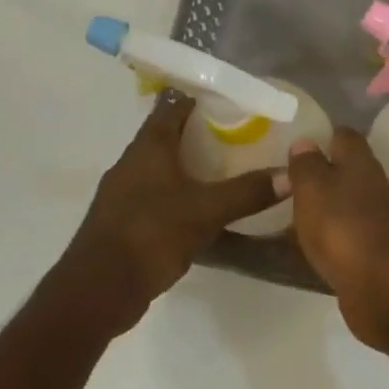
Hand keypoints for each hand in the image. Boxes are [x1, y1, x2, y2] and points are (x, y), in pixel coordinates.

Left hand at [65, 97, 279, 328]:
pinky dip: (179, 192)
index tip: (231, 99)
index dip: (200, 98)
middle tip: (239, 134)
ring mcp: (124, 192)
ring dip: (189, 164)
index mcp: (149, 147)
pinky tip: (201, 207)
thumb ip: (247, 192)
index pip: (174, 106)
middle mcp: (132, 162)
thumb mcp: (206, 211)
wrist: (98, 289)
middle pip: (167, 135)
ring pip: (162, 166)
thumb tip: (291, 176)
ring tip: (226, 168)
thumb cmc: (150, 234)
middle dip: (200, 132)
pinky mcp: (123, 220)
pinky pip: (156, 194)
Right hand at [283, 129, 388, 350]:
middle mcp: (372, 187)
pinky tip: (300, 249)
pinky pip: (342, 239)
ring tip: (283, 216)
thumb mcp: (313, 187)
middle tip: (280, 183)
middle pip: (344, 172)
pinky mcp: (371, 255)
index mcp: (360, 163)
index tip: (294, 146)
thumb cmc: (343, 226)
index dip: (321, 136)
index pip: (343, 136)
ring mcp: (375, 223)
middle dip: (317, 176)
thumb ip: (306, 164)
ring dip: (320, 210)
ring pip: (342, 207)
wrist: (385, 288)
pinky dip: (324, 241)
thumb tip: (305, 142)